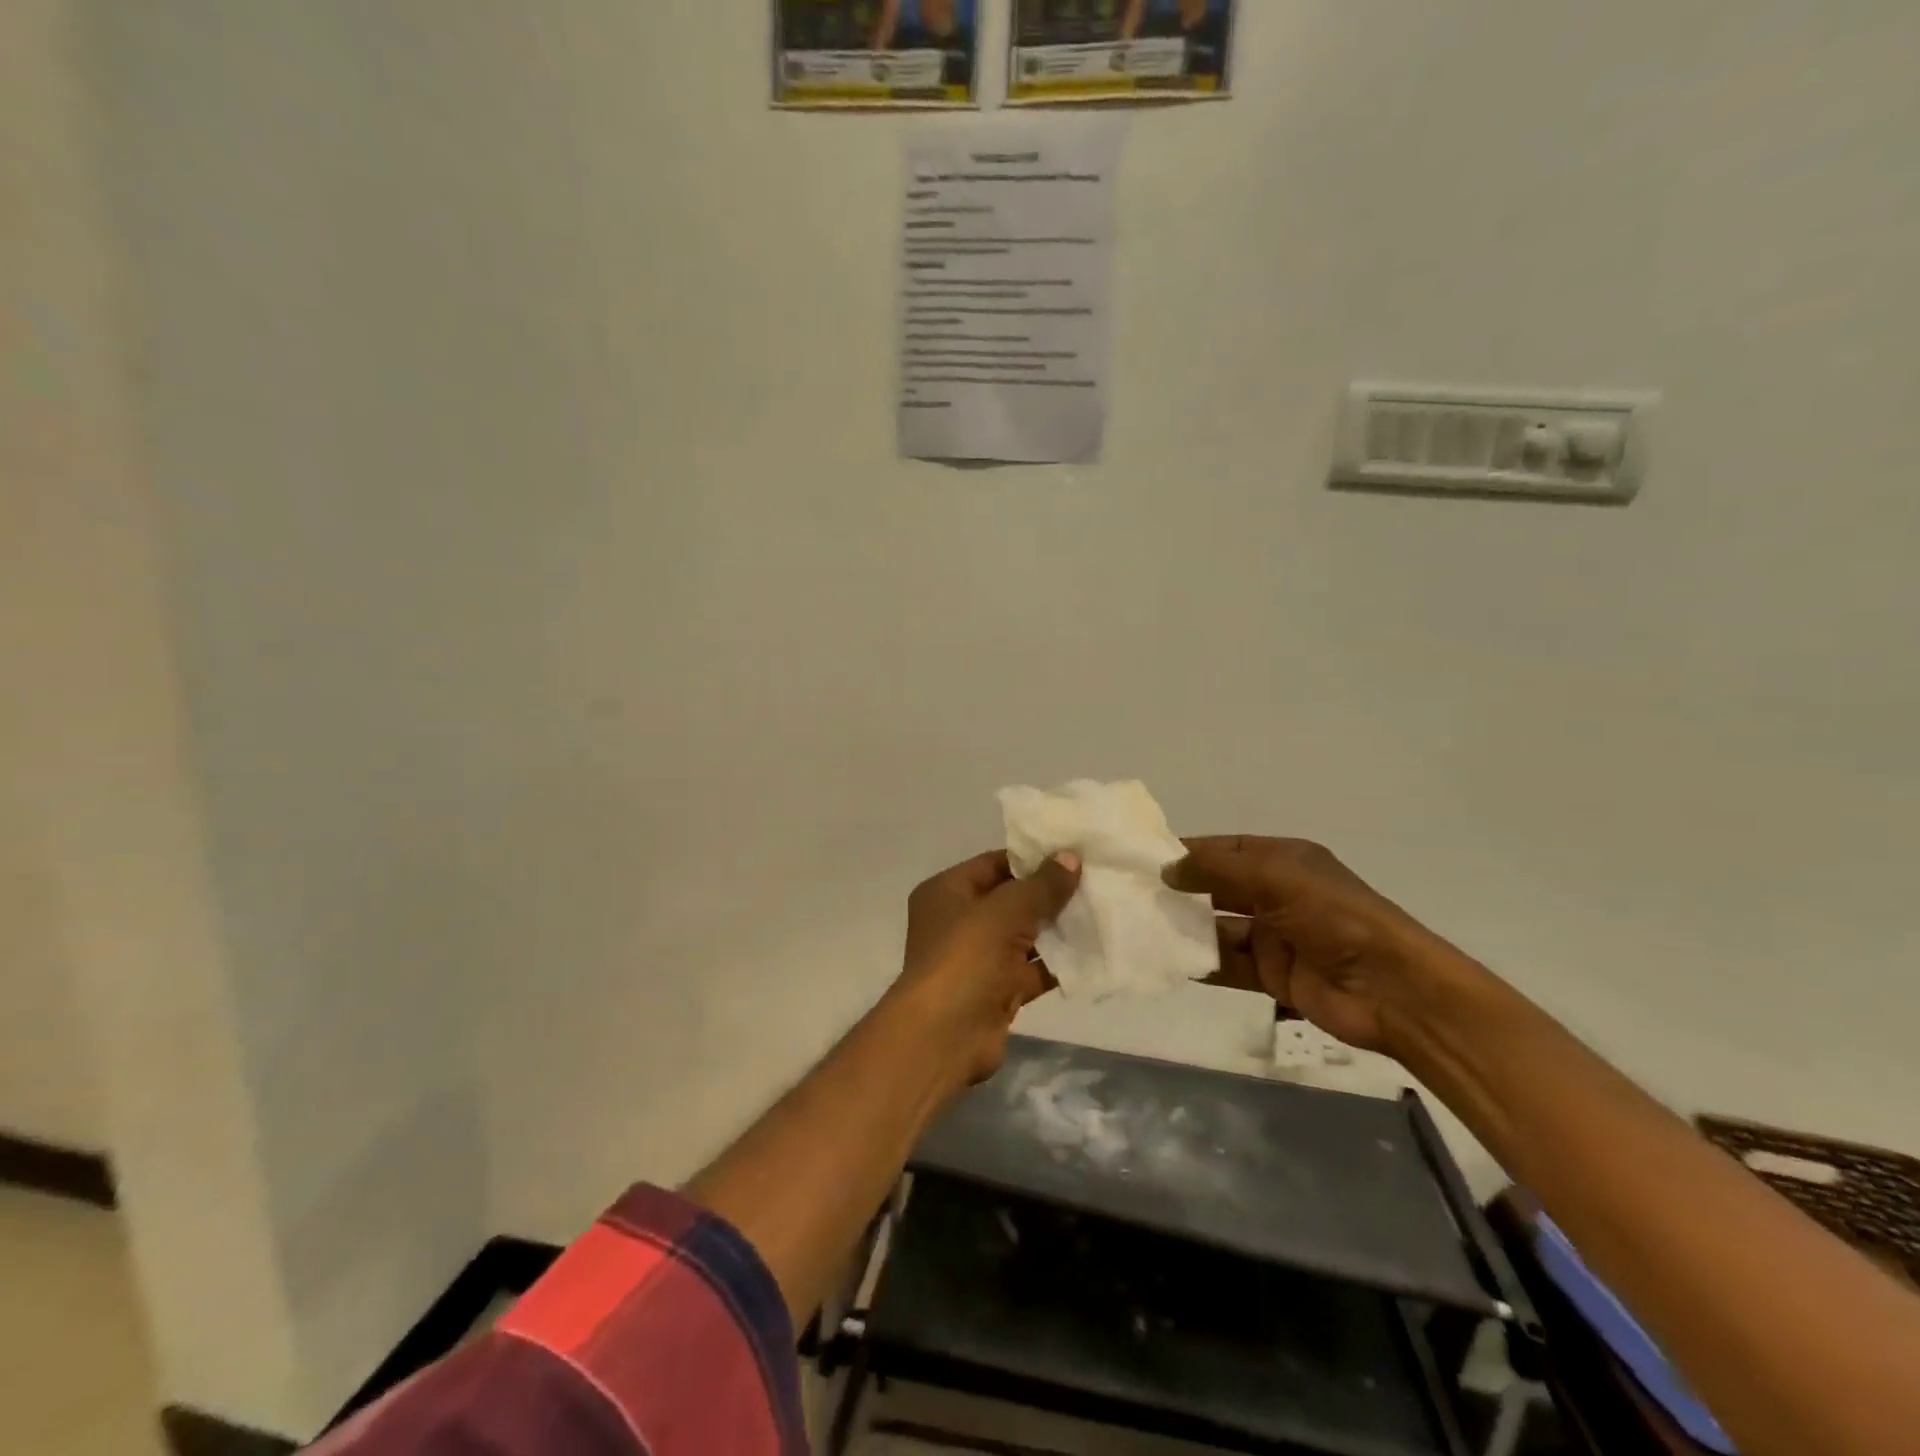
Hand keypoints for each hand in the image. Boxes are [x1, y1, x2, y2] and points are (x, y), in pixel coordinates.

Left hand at [887, 849, 1081, 1091]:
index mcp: (947, 892)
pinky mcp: (996, 992)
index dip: (1031, 859)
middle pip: (1010, 900)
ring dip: (1056, 929)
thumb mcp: (1006, 911)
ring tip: (1100, 912)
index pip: (994, 864)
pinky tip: (1093, 952)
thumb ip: (1041, 885)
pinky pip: (1031, 970)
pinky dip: (1056, 964)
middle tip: (1095, 882)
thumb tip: (1070, 857)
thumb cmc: (966, 957)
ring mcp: (976, 959)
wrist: (944, 1036)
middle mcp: (958, 922)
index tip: (1073, 854)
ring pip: (1023, 937)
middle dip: (1048, 895)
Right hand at [1168, 836, 1479, 1055]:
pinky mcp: (1272, 974)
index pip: (1227, 850)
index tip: (1146, 858)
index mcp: (1285, 861)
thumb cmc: (1335, 918)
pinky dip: (1201, 962)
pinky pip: (1228, 964)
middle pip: (1219, 888)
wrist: (1392, 989)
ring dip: (1187, 928)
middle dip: (1182, 890)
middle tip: (1135, 894)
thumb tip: (1167, 869)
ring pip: (1219, 927)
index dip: (1190, 852)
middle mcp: (1278, 894)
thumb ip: (1218, 871)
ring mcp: (1275, 936)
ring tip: (1142, 927)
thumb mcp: (1275, 878)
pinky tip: (1168, 960)